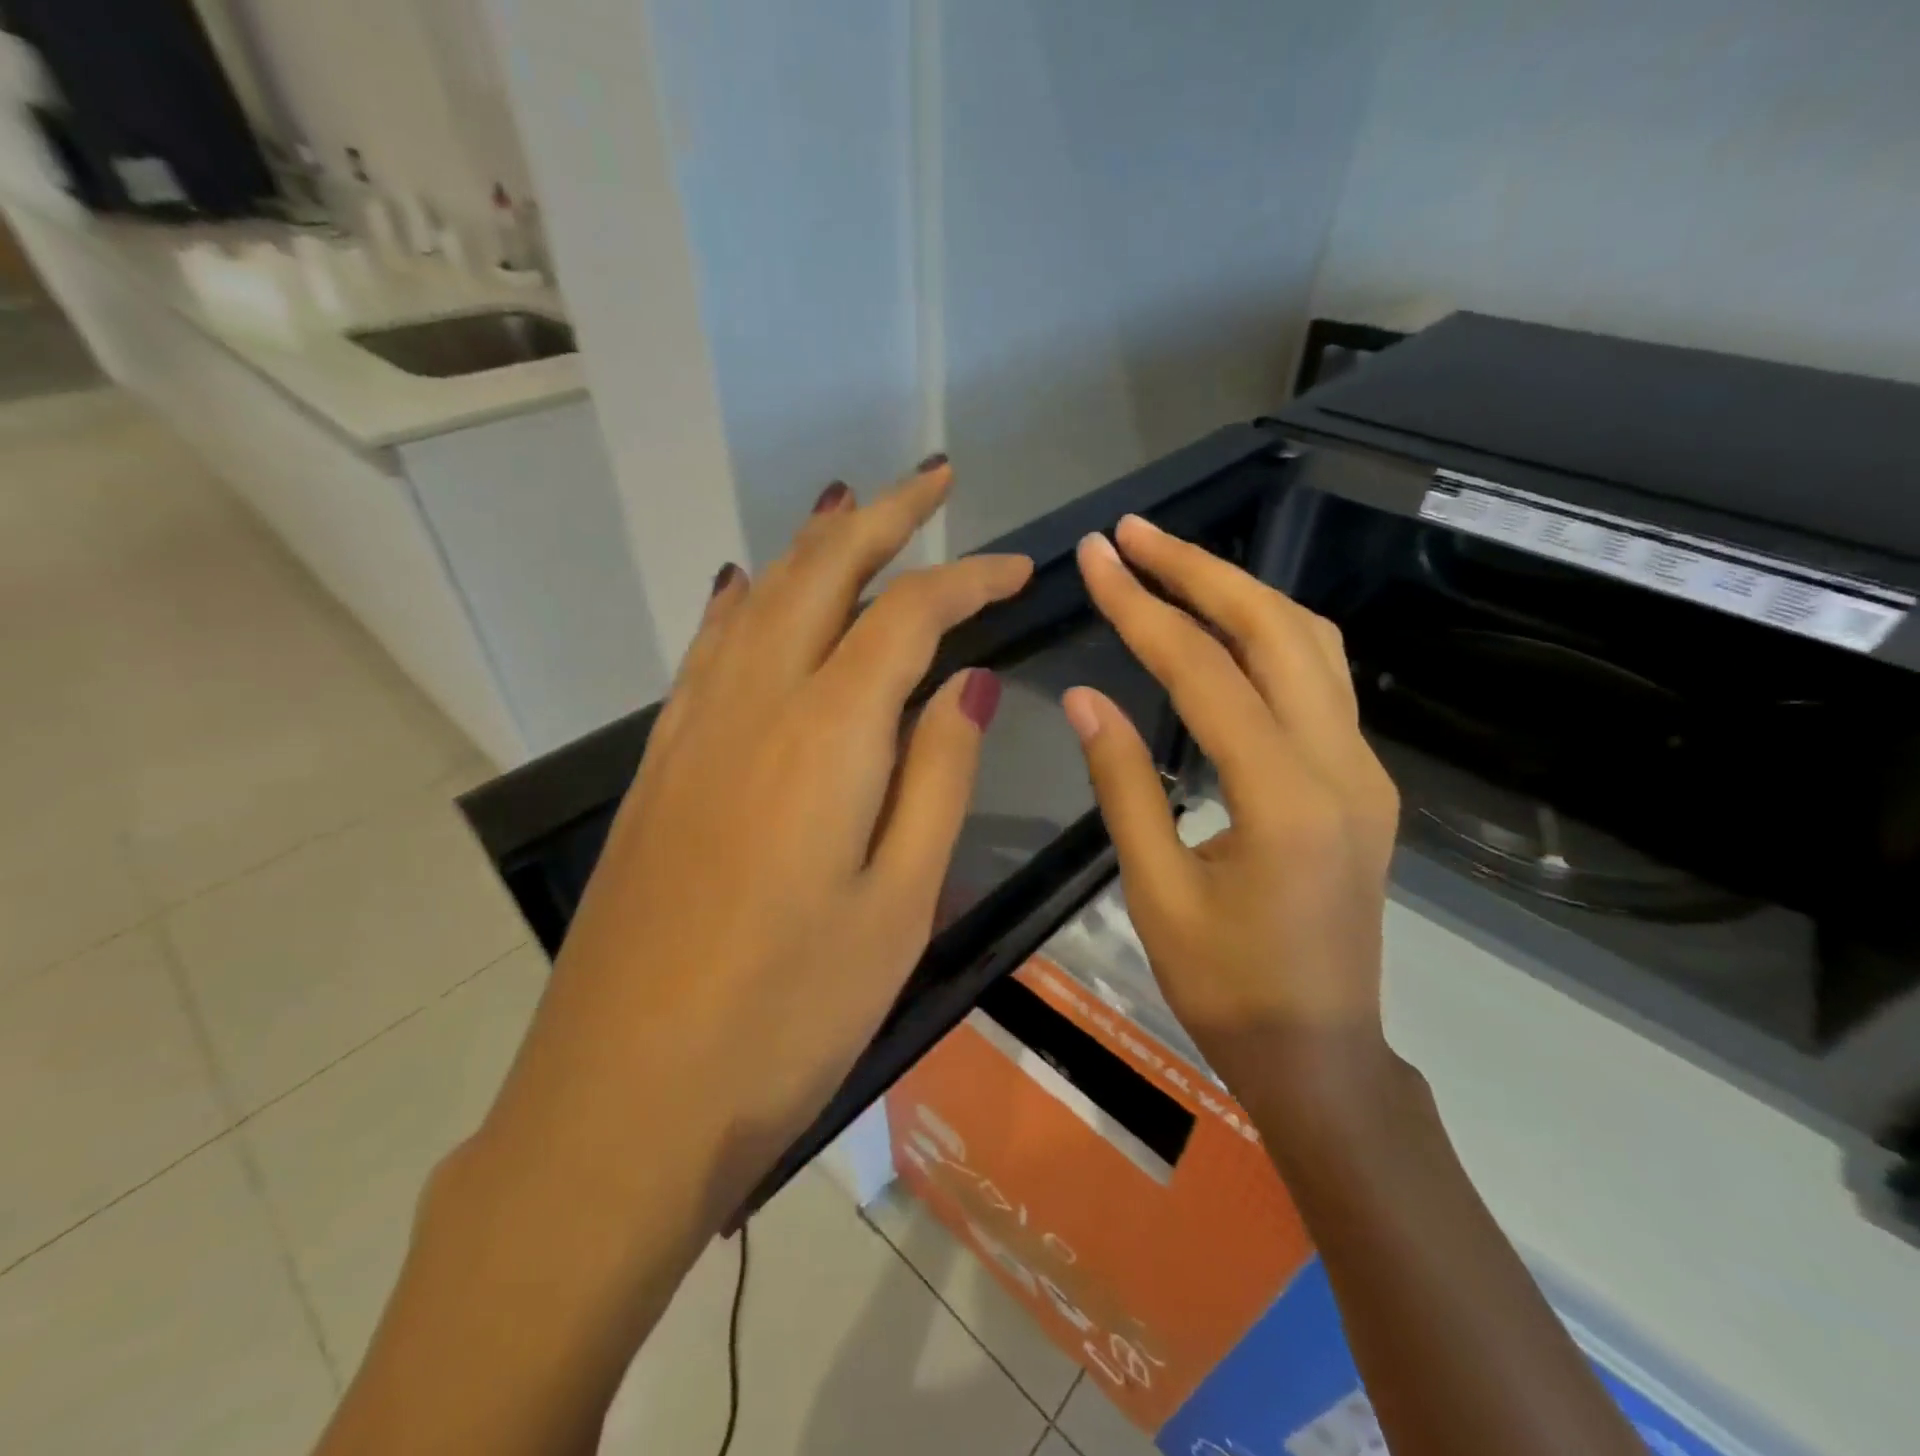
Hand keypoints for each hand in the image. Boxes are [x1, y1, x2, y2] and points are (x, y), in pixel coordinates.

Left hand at [483, 460, 1030, 1222]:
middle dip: (884, 518)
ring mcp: (692, 730)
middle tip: (936, 480)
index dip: (968, 579)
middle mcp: (752, 705)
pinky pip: (710, 650)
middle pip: (820, 574)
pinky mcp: (659, 766)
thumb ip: (938, 776)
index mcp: (826, 735)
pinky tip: (755, 590)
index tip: (1017, 569)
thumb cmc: (788, 1015)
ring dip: (812, 546)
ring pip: (757, 600)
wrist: (625, 1099)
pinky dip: (746, 602)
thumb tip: (965, 680)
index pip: (909, 617)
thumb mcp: (900, 904)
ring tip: (853, 511)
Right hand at [1062, 514, 1400, 1121]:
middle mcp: (1341, 765)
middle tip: (1133, 535)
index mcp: (1283, 798)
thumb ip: (1123, 782)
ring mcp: (1364, 769)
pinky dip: (1266, 635)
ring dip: (1240, 592)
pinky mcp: (1363, 781)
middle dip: (1200, 570)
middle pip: (1275, 630)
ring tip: (1172, 563)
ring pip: (1311, 645)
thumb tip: (1084, 696)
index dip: (1142, 606)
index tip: (1095, 556)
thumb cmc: (1226, 989)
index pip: (1203, 671)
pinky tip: (1221, 629)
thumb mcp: (1155, 890)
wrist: (1323, 1056)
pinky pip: (1319, 681)